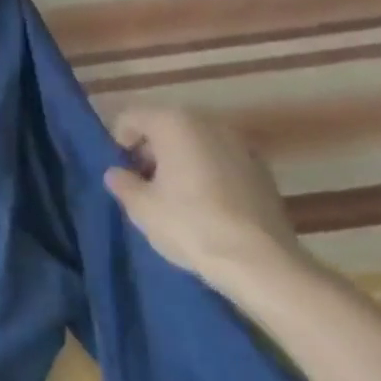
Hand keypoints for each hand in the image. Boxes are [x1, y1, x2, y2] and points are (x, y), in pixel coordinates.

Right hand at [102, 108, 307, 296]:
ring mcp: (239, 144)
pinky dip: (208, 173)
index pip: (131, 118)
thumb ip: (122, 182)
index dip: (119, 143)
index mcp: (173, 122)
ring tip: (175, 197)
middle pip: (165, 127)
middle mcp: (207, 122)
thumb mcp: (141, 207)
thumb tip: (117, 173)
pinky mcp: (262, 170)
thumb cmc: (191, 225)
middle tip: (144, 185)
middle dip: (151, 151)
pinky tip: (207, 206)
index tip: (122, 173)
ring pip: (195, 143)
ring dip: (180, 161)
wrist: (262, 263)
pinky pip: (221, 161)